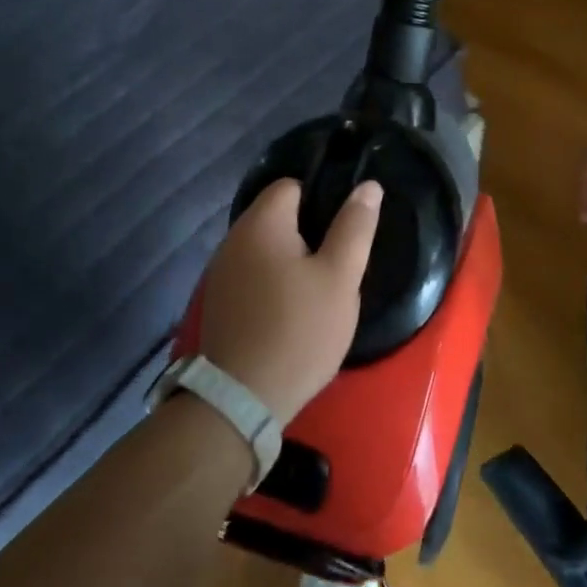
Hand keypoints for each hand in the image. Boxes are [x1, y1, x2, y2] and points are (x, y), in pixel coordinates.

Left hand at [199, 178, 381, 425]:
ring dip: (291, 259)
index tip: (344, 229)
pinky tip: (291, 309)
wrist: (241, 400)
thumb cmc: (298, 330)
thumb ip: (354, 227)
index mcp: (261, 223)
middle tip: (338, 263)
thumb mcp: (339, 278)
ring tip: (318, 288)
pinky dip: (272, 281)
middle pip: (277, 216)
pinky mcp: (219, 302)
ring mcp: (221, 272)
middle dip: (309, 232)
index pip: (292, 185)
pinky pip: (252, 274)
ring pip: (265, 247)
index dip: (322, 199)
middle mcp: (233, 238)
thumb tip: (368, 185)